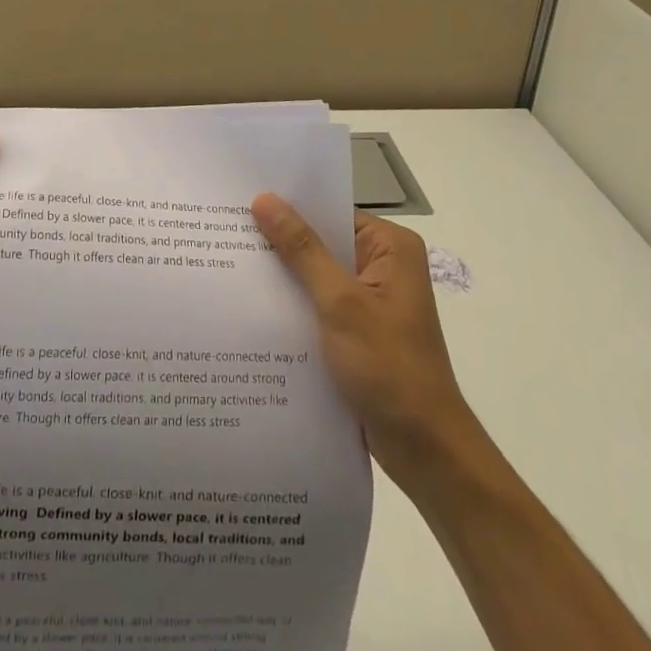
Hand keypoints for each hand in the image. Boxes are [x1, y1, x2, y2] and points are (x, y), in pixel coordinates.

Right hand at [252, 194, 469, 483]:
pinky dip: (293, 302)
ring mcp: (371, 299)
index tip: (243, 200)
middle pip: (322, 240)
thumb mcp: (340, 302)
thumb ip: (302, 249)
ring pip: (317, 272)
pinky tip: (253, 303)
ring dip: (283, 273)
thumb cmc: (389, 367)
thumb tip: (265, 198)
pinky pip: (318, 302)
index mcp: (391, 247)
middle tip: (225, 228)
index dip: (289, 206)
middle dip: (280, 240)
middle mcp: (383, 264)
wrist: (425, 451)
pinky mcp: (358, 329)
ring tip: (229, 260)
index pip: (331, 211)